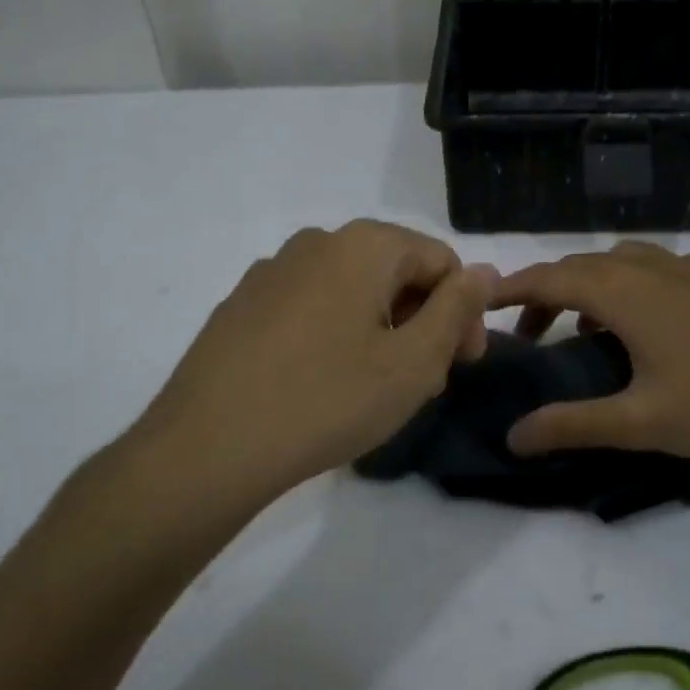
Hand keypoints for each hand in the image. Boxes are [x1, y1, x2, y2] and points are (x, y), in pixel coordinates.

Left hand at [125, 221, 496, 513]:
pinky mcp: (242, 304)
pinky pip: (311, 306)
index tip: (462, 365)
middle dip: (422, 320)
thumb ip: (456, 309)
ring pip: (352, 290)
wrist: (207, 447)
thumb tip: (482, 271)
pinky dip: (336, 333)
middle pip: (395, 271)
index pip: (441, 261)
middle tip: (426, 380)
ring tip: (378, 386)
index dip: (464, 311)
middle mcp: (317, 242)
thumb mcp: (413, 362)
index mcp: (364, 245)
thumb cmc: (327, 400)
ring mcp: (272, 271)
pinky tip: (325, 382)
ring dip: (382, 328)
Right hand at [492, 241, 689, 459]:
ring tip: (582, 334)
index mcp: (622, 291)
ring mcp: (686, 268)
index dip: (510, 290)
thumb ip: (573, 426)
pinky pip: (650, 270)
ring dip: (587, 289)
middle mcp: (648, 266)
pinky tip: (642, 329)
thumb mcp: (642, 422)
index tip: (479, 303)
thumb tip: (513, 436)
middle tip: (527, 336)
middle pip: (578, 267)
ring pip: (616, 264)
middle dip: (544, 294)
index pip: (548, 278)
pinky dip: (624, 288)